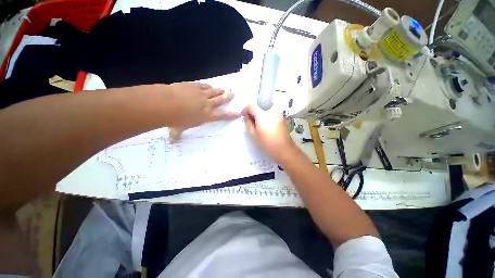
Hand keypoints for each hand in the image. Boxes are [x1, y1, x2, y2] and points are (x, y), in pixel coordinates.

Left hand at [166, 82, 239, 128]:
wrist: (166, 104)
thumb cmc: (175, 120)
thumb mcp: (177, 129)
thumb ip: (177, 135)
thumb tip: (172, 142)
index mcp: (206, 116)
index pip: (222, 116)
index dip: (230, 115)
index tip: (238, 113)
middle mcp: (207, 104)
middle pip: (221, 100)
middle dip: (227, 97)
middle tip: (232, 94)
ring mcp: (201, 94)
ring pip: (214, 91)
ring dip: (219, 90)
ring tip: (223, 89)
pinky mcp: (194, 86)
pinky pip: (204, 85)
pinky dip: (208, 86)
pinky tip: (209, 85)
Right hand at [242, 104, 295, 162]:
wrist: (284, 148)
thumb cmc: (267, 142)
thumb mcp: (253, 134)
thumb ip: (248, 123)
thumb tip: (246, 116)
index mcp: (262, 114)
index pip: (251, 105)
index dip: (245, 109)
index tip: (243, 115)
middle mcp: (271, 109)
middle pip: (259, 105)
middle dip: (253, 110)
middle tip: (249, 119)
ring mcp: (278, 112)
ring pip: (265, 108)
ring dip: (259, 112)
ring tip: (257, 122)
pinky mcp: (281, 116)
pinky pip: (271, 111)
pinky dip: (265, 114)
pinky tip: (264, 123)